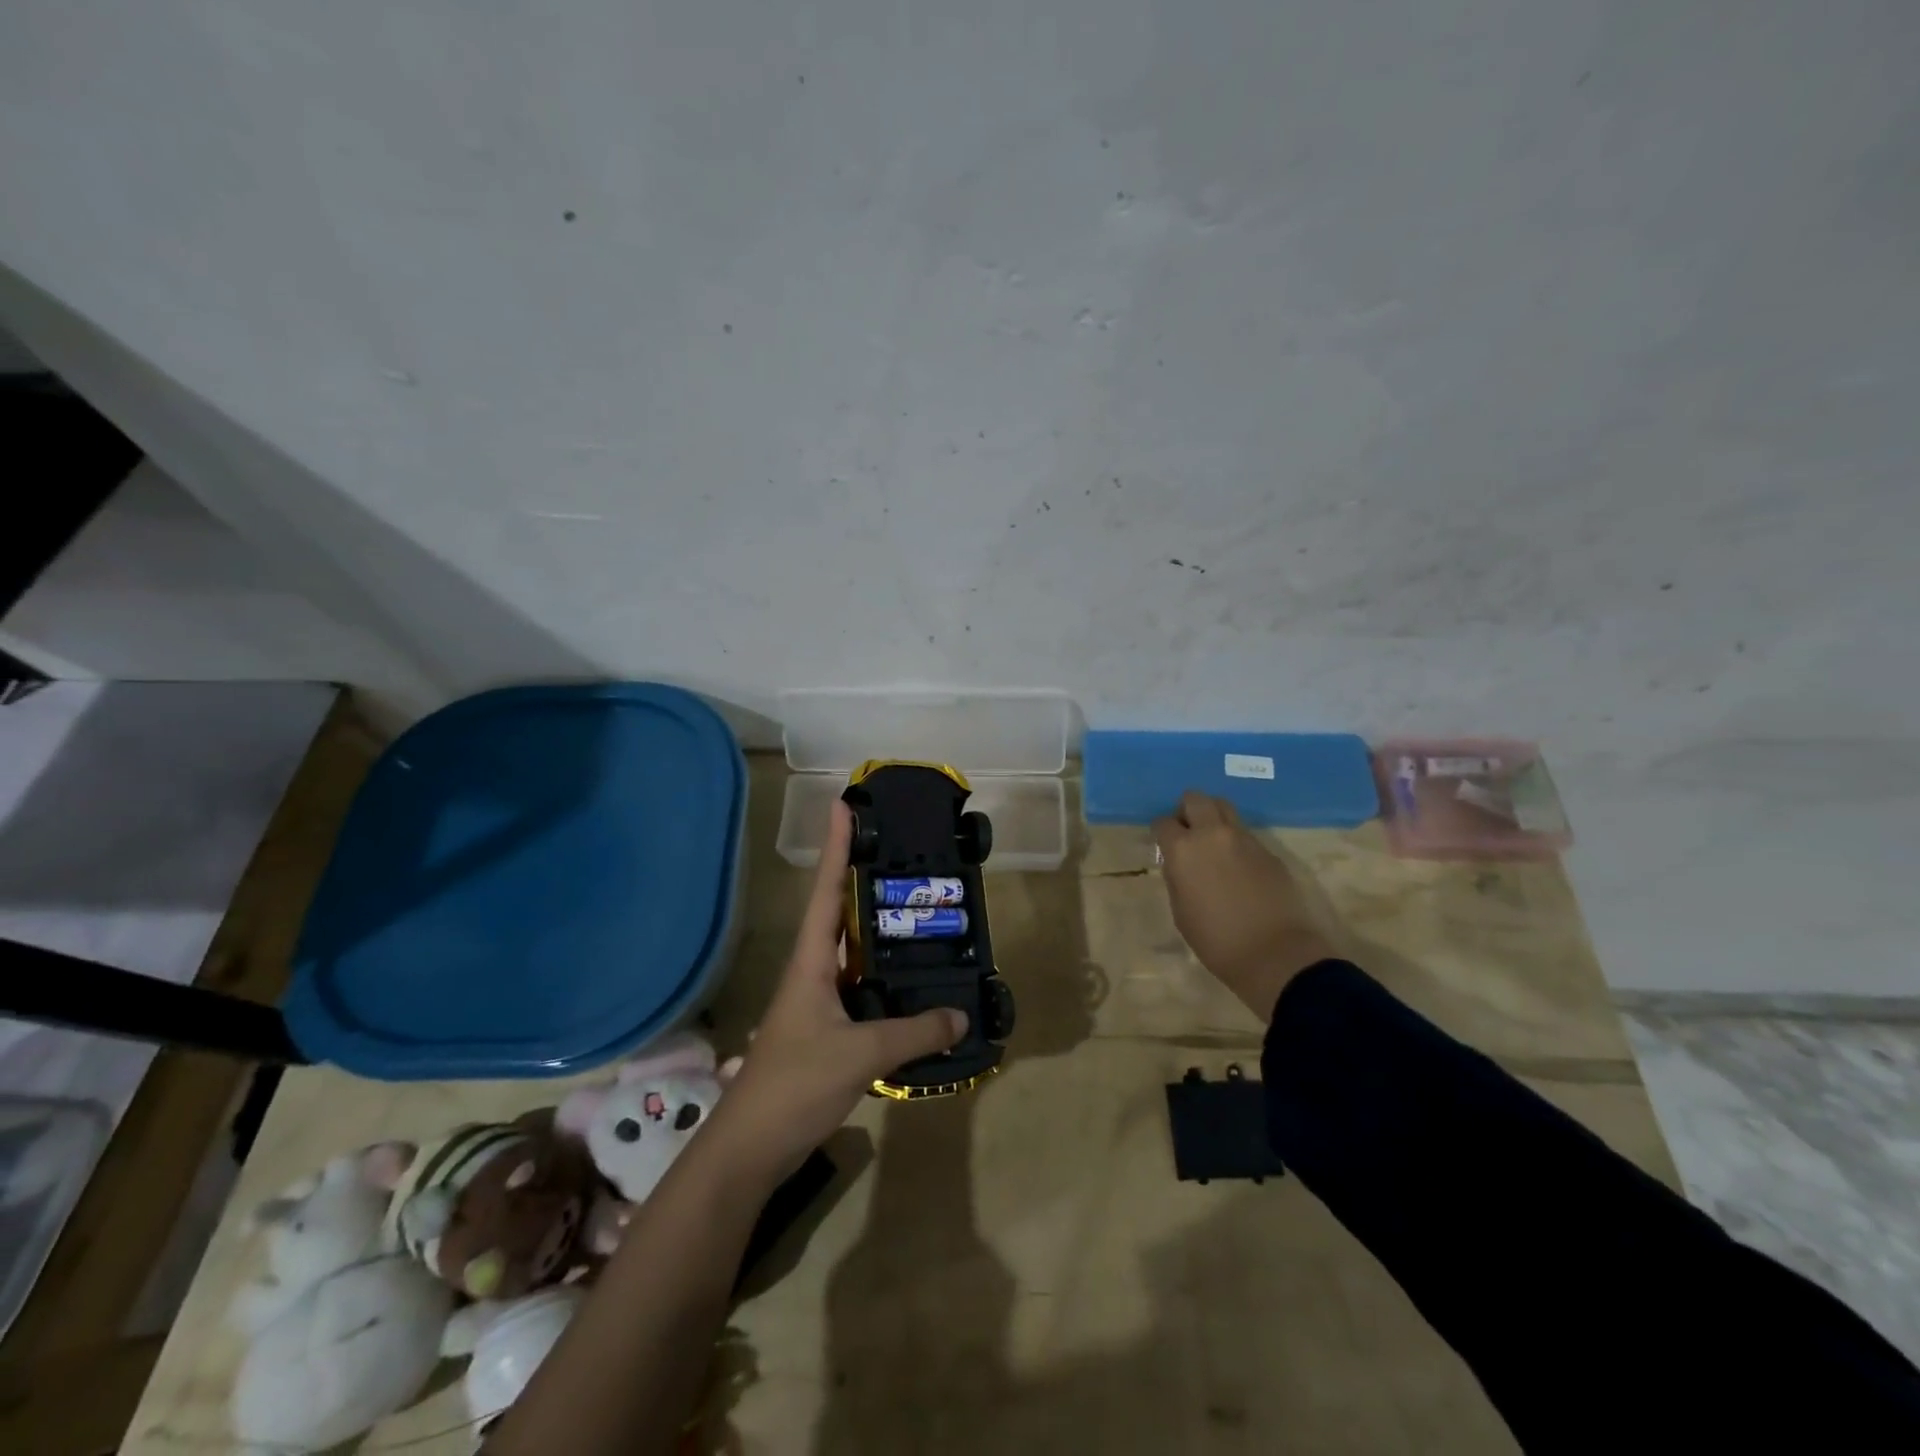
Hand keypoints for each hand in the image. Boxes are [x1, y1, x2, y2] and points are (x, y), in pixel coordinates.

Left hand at [701, 802, 965, 1188]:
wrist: (751, 1148)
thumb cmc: (795, 1084)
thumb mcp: (861, 1053)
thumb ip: (914, 1033)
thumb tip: (961, 1015)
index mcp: (812, 961)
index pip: (827, 891)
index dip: (837, 847)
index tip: (845, 806)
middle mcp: (813, 972)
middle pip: (840, 913)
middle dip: (865, 880)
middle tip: (904, 855)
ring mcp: (818, 1002)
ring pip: (854, 954)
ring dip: (880, 932)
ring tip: (919, 912)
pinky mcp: (827, 1031)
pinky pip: (863, 990)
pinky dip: (887, 979)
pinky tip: (913, 984)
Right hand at [1152, 791, 1340, 1019]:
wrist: (1275, 953)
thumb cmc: (1216, 939)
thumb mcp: (1181, 910)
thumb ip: (1177, 877)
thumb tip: (1179, 863)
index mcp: (1183, 849)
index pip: (1164, 822)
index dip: (1162, 832)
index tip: (1164, 845)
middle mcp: (1213, 834)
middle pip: (1196, 798)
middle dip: (1187, 810)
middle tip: (1188, 833)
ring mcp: (1245, 839)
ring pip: (1225, 808)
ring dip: (1214, 819)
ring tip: (1213, 845)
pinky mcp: (1269, 851)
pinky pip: (1245, 834)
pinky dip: (1236, 842)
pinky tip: (1239, 869)